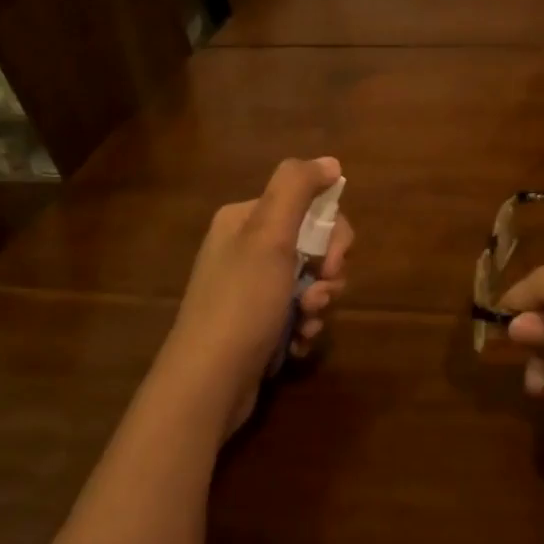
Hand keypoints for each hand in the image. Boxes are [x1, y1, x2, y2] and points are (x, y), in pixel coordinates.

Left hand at [164, 158, 352, 435]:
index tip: (333, 263)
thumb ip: (297, 188)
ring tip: (305, 325)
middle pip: (314, 246)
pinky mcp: (259, 323)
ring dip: (319, 305)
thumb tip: (330, 162)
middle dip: (328, 275)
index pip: (309, 208)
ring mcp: (252, 289)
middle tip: (319, 298)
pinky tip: (297, 343)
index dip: (333, 235)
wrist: (209, 381)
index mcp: (245, 220)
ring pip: (311, 283)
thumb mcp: (268, 236)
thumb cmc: (242, 302)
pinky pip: (298, 313)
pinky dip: (304, 327)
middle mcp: (247, 249)